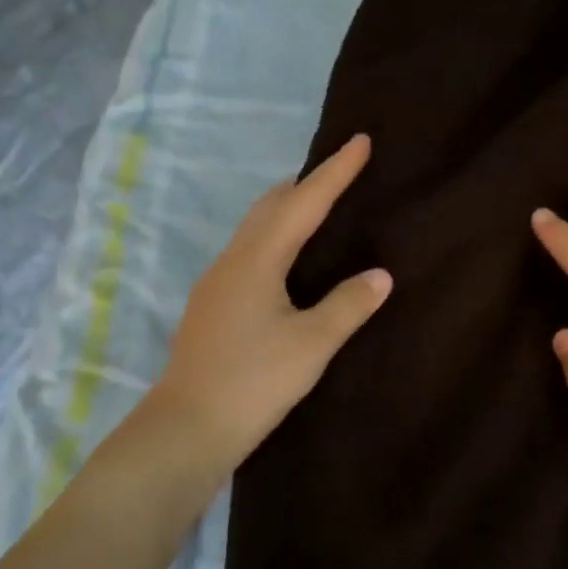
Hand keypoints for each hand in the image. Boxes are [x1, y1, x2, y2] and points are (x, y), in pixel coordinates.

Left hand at [150, 133, 391, 465]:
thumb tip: (380, 274)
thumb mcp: (312, 344)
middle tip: (340, 174)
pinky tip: (287, 263)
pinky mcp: (212, 306)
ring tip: (318, 211)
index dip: (335, 171)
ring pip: (256, 229)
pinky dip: (274, 240)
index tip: (360, 140)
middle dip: (306, 185)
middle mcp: (232, 260)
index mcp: (258, 259)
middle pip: (271, 206)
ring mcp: (216, 283)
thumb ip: (348, 305)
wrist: (187, 428)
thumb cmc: (254, 381)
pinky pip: (249, 254)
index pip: (304, 202)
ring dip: (287, 211)